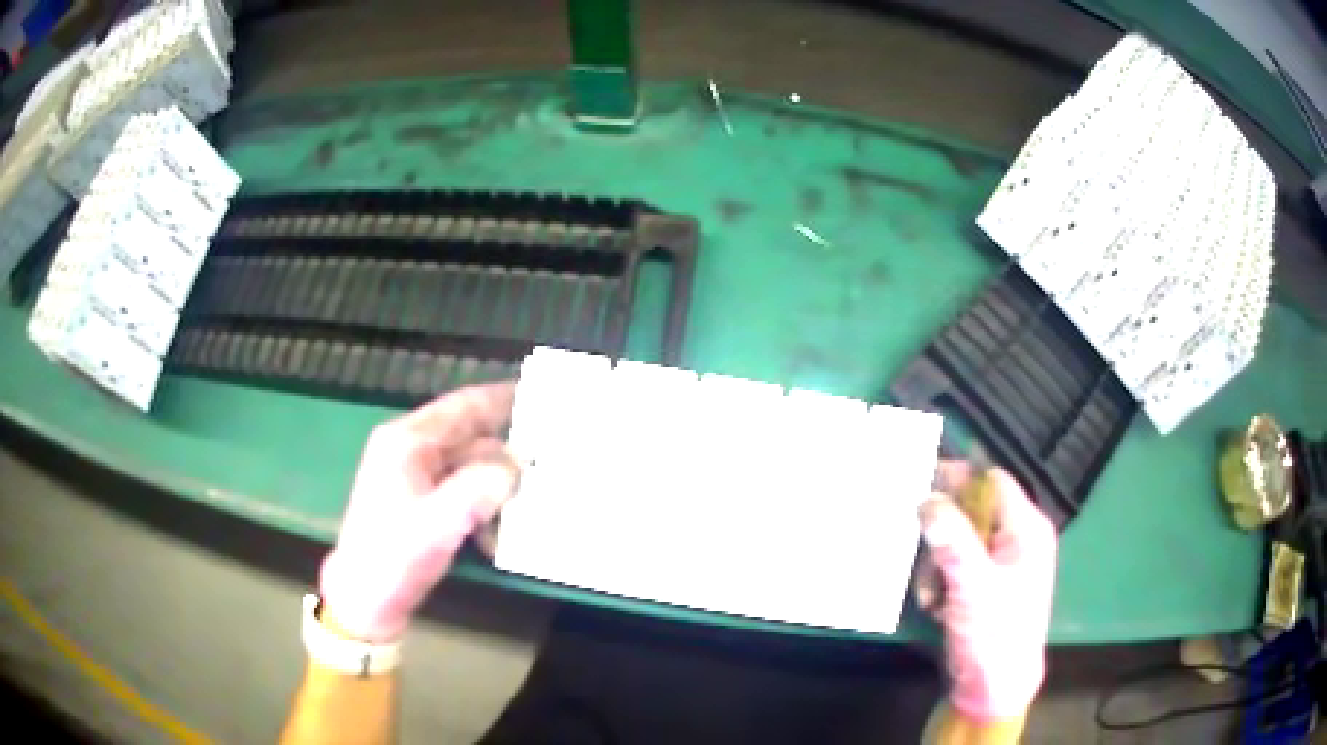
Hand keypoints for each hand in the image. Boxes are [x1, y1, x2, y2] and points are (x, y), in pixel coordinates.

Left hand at [319, 383, 519, 642]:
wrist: (365, 599)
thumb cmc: (394, 557)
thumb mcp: (437, 524)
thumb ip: (479, 489)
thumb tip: (517, 466)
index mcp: (408, 441)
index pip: (463, 406)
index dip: (502, 397)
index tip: (544, 394)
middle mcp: (411, 449)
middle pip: (470, 437)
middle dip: (508, 449)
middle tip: (554, 456)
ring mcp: (414, 476)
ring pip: (469, 466)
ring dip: (497, 485)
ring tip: (533, 500)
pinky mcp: (420, 501)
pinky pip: (462, 491)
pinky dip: (483, 506)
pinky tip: (498, 531)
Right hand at [919, 465, 1057, 720]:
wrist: (994, 689)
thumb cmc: (994, 633)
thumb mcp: (973, 585)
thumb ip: (952, 539)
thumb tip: (927, 497)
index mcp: (1028, 529)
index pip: (992, 482)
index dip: (958, 479)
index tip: (920, 488)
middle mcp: (1017, 539)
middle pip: (971, 511)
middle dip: (942, 534)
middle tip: (921, 553)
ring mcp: (1000, 564)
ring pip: (958, 540)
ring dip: (936, 564)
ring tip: (929, 595)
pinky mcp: (983, 586)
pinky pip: (955, 566)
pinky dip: (940, 581)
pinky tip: (934, 606)